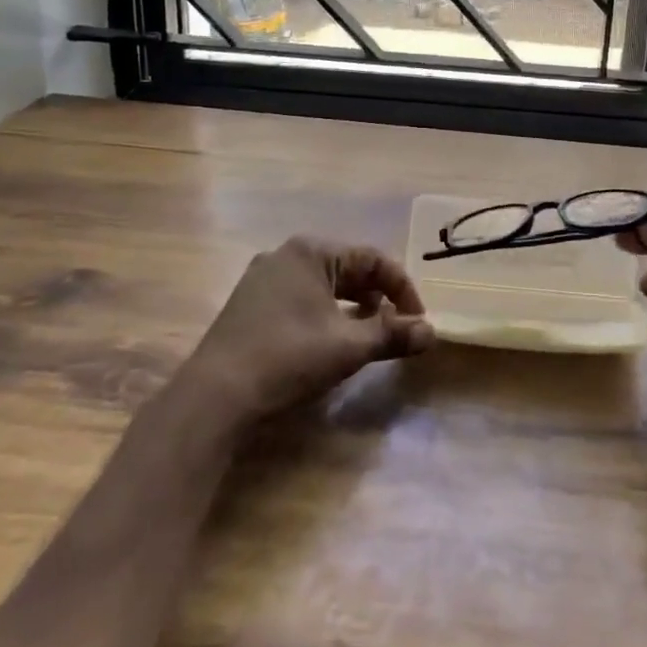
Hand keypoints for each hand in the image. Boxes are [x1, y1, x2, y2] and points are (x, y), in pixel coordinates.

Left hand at [191, 237, 433, 423]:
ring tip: (370, 334)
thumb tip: (432, 332)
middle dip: (378, 297)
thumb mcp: (348, 346)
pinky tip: (331, 339)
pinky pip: (301, 297)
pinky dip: (326, 313)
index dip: (402, 288)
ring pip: (324, 284)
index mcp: (311, 251)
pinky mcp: (250, 304)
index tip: (418, 320)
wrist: (214, 395)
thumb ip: (392, 335)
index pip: (373, 259)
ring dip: (353, 306)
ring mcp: (263, 278)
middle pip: (348, 268)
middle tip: (398, 327)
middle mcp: (286, 255)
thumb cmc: (288, 357)